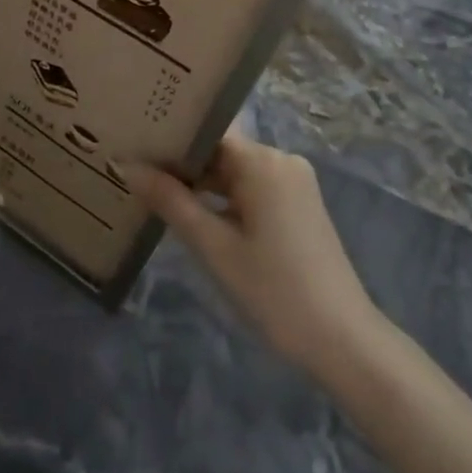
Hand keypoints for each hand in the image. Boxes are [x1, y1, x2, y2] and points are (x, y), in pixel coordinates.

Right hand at [126, 133, 382, 376]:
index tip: (134, 144)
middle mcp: (282, 160)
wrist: (343, 340)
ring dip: (201, 184)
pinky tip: (196, 215)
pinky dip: (225, 199)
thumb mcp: (213, 247)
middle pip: (220, 150)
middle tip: (136, 173)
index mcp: (262, 161)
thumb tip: (128, 164)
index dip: (169, 138)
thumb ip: (170, 201)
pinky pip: (252, 188)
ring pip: (235, 171)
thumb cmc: (273, 291)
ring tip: (155, 193)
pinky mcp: (299, 205)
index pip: (206, 132)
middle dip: (181, 164)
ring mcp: (294, 183)